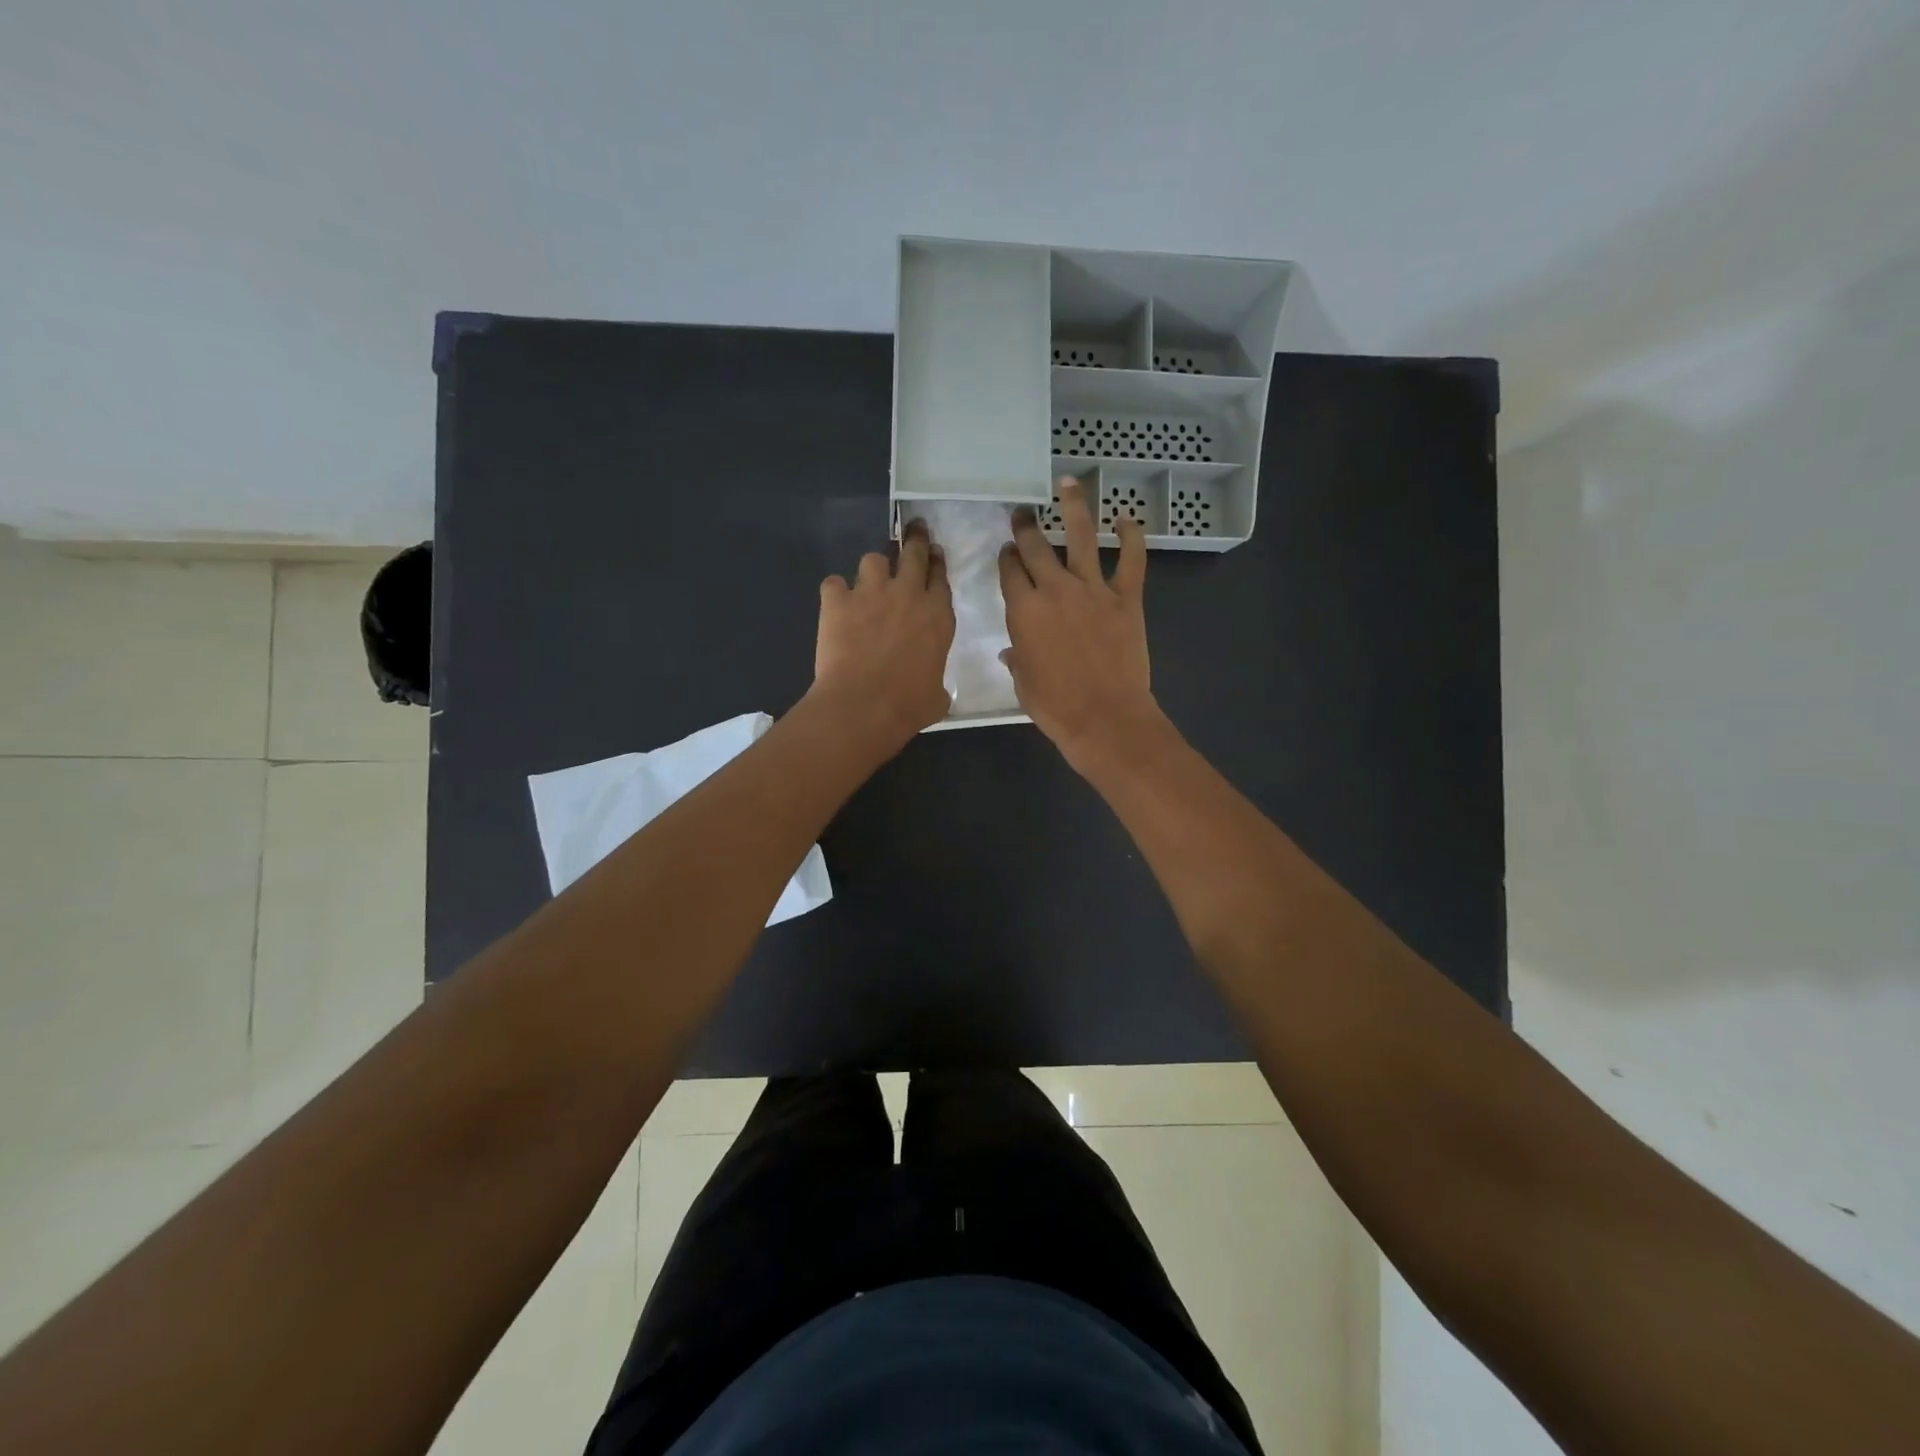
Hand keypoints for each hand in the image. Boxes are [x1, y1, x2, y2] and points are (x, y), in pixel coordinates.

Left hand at [810, 519, 954, 752]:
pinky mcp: (837, 601)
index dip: (937, 563)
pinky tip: (835, 604)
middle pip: (913, 552)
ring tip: (869, 581)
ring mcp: (871, 593)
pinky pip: (834, 583)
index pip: (941, 577)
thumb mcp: (937, 695)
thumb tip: (934, 689)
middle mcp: (908, 594)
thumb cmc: (908, 706)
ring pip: (873, 559)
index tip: (934, 553)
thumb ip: (937, 681)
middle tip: (913, 529)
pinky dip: (835, 592)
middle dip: (914, 538)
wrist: (863, 705)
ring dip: (873, 568)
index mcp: (938, 616)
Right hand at [999, 478, 1165, 773]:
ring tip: (1067, 484)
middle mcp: (1055, 590)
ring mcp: (1093, 590)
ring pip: (1081, 538)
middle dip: (1027, 526)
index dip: (1007, 557)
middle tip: (1022, 512)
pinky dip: (1131, 537)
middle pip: (1037, 547)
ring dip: (1073, 507)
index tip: (1007, 549)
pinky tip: (1127, 519)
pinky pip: (1131, 560)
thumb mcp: (1024, 684)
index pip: (1010, 571)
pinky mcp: (1126, 599)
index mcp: (1023, 611)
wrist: (1104, 717)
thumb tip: (1011, 652)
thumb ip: (1018, 660)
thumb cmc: (1056, 707)